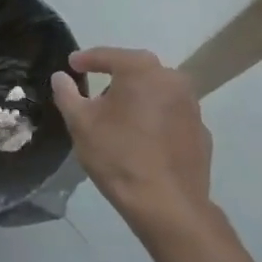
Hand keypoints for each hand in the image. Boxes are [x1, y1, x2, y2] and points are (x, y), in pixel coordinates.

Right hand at [53, 47, 212, 234]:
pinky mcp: (201, 132)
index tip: (72, 65)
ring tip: (121, 120)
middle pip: (137, 71)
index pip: (108, 55)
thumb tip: (60, 77)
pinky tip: (145, 141)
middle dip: (116, 78)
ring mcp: (191, 106)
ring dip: (139, 99)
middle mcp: (171, 78)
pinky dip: (158, 121)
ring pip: (158, 93)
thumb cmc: (118, 156)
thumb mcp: (81, 124)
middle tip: (97, 94)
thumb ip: (67, 94)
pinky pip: (172, 117)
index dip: (86, 59)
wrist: (167, 206)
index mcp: (141, 69)